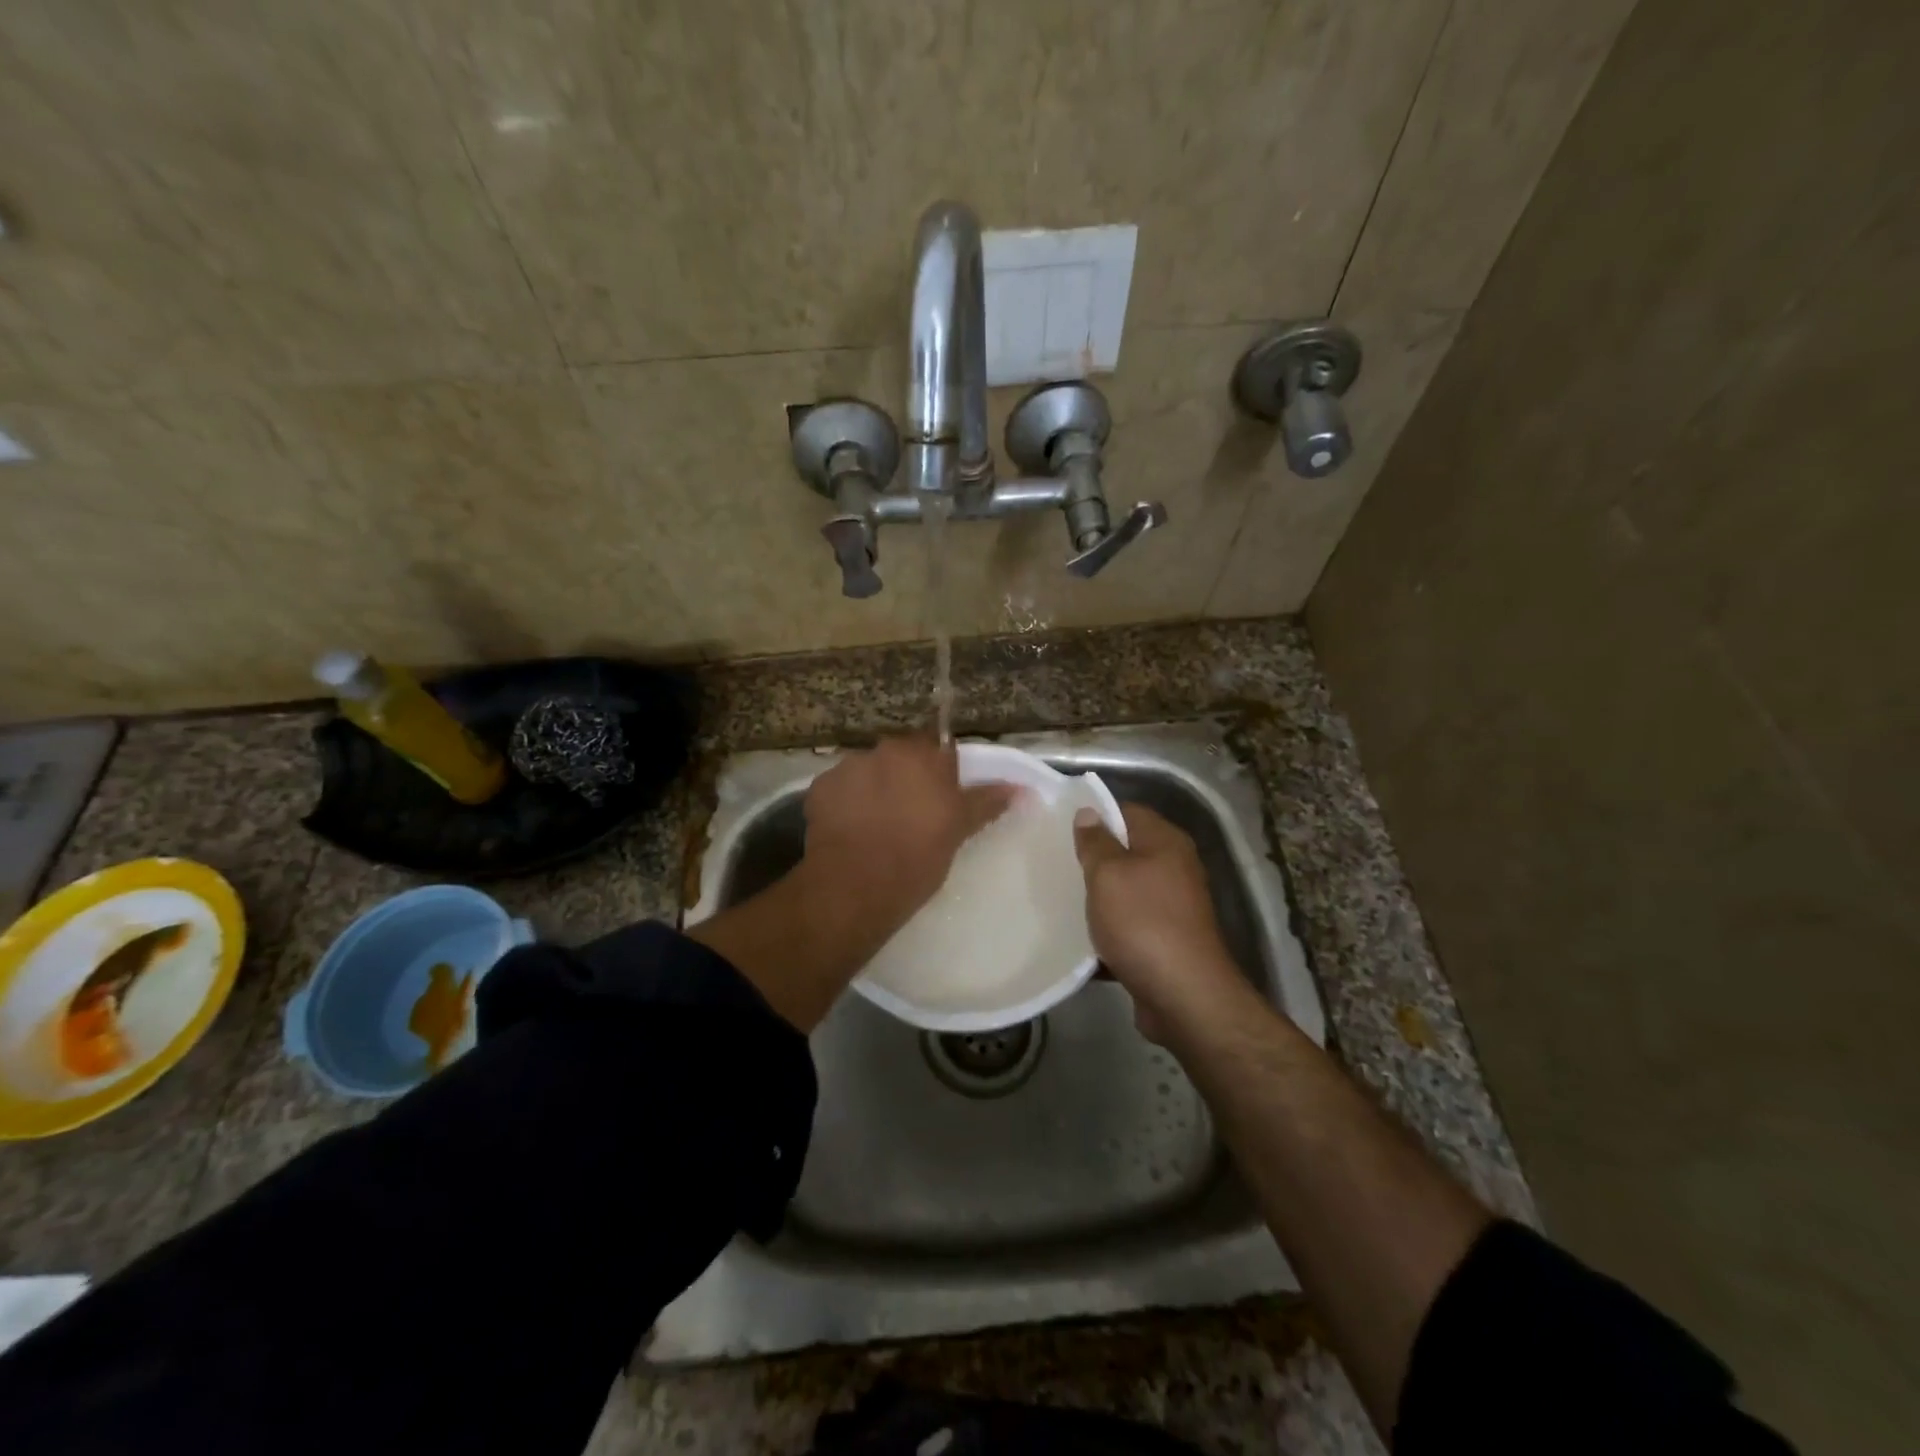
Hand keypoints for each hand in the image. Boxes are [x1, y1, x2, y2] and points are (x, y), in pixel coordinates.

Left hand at [801, 735, 1014, 939]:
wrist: (856, 886)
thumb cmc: (918, 856)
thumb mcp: (958, 830)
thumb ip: (987, 802)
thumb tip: (1020, 788)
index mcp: (923, 754)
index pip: (938, 748)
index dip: (940, 772)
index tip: (940, 798)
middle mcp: (885, 750)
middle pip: (900, 757)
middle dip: (905, 778)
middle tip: (911, 815)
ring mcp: (848, 766)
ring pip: (868, 772)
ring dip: (873, 789)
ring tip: (876, 826)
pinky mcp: (819, 788)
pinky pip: (839, 790)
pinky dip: (845, 805)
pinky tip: (850, 832)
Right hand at [1074, 803, 1249, 1041]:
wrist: (1184, 996)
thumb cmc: (1143, 923)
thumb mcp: (1109, 875)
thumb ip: (1096, 842)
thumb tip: (1089, 813)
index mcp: (1166, 842)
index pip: (1127, 811)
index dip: (1094, 815)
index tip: (1059, 826)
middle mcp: (1174, 868)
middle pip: (1126, 851)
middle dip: (1092, 859)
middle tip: (1054, 862)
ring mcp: (1172, 906)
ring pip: (1125, 891)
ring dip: (1098, 898)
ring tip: (1059, 899)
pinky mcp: (1165, 940)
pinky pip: (1129, 925)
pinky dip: (1108, 930)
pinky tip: (1080, 938)